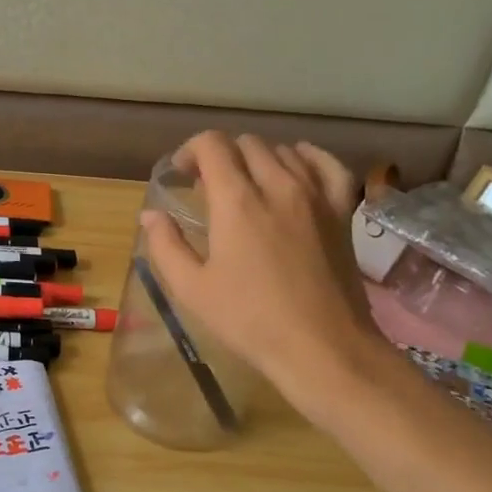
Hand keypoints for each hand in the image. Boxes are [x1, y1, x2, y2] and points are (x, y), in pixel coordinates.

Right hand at [140, 132, 398, 425]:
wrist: (322, 348)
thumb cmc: (250, 321)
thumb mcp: (192, 289)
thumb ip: (165, 245)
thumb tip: (151, 215)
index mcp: (237, 202)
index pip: (213, 145)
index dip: (191, 150)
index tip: (181, 174)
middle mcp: (278, 186)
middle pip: (247, 143)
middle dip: (221, 156)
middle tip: (208, 186)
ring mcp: (315, 196)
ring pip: (284, 151)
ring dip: (257, 159)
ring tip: (247, 186)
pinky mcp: (340, 212)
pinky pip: (327, 166)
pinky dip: (308, 158)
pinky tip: (296, 169)